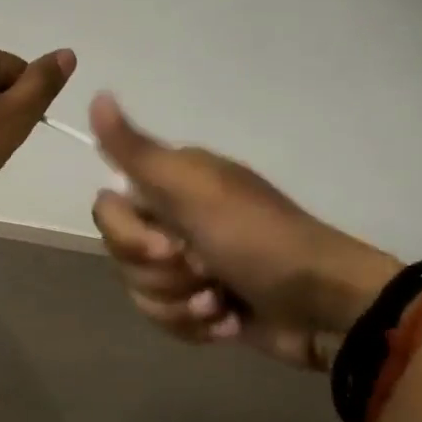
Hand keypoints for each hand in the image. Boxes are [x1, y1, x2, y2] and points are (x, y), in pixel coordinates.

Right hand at [89, 94, 400, 369]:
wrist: (325, 308)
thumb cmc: (259, 240)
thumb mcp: (194, 190)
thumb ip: (137, 151)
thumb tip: (96, 96)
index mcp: (170, 183)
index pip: (107, 209)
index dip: (129, 236)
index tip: (170, 245)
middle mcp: (173, 218)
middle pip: (121, 254)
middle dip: (161, 275)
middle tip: (206, 272)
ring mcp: (187, 263)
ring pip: (140, 290)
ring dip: (181, 304)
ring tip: (221, 303)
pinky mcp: (200, 304)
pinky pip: (165, 318)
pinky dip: (196, 325)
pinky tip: (229, 320)